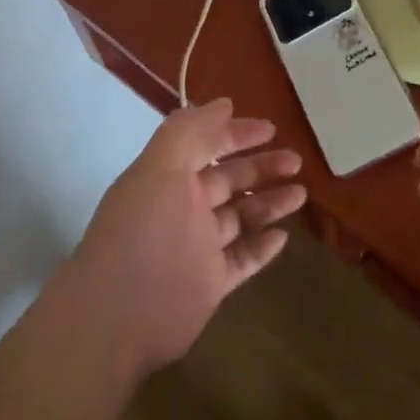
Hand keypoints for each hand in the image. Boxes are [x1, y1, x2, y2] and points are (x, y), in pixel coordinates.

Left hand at [69, 98, 305, 377]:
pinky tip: (283, 237)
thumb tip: (224, 103)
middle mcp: (183, 208)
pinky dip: (262, 247)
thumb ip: (189, 131)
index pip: (206, 145)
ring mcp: (197, 247)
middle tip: (296, 161)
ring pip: (240, 218)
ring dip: (269, 203)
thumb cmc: (142, 232)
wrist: (118, 316)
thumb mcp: (160, 168)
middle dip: (261, 166)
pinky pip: (242, 259)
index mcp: (168, 177)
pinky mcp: (209, 283)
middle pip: (229, 180)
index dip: (236, 134)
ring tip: (301, 194)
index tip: (271, 128)